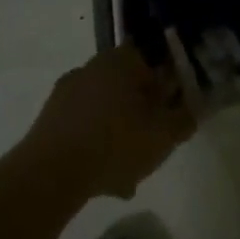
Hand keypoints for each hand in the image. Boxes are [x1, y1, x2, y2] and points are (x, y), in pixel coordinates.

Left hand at [25, 45, 193, 200]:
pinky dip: (95, 146)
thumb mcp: (165, 135)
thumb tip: (191, 109)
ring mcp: (67, 91)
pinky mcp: (48, 118)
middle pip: (128, 87)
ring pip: (106, 110)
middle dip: (143, 114)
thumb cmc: (117, 143)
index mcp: (122, 60)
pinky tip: (103, 180)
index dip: (167, 84)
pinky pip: (83, 128)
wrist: (50, 173)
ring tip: (128, 175)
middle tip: (153, 144)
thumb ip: (184, 118)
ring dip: (119, 135)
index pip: (153, 58)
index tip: (173, 109)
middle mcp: (93, 66)